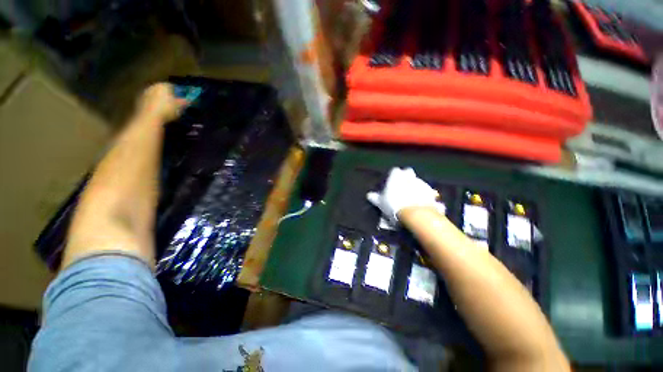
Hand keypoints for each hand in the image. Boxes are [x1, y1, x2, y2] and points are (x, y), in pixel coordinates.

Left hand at [135, 83, 188, 122]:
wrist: (149, 118)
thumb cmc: (167, 109)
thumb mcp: (181, 106)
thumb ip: (186, 101)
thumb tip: (191, 99)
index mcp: (163, 85)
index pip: (174, 86)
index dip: (179, 92)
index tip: (184, 98)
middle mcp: (153, 86)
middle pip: (163, 90)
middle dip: (169, 96)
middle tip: (176, 104)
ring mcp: (145, 93)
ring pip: (156, 96)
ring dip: (161, 101)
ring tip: (168, 109)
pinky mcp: (139, 101)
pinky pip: (150, 102)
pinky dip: (155, 105)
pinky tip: (160, 112)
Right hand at [366, 167, 438, 223]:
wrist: (415, 213)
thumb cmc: (393, 205)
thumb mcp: (380, 202)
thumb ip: (375, 197)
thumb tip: (369, 195)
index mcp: (396, 176)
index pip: (394, 171)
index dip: (393, 176)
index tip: (391, 182)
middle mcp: (409, 176)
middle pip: (408, 172)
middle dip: (406, 177)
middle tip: (403, 186)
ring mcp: (422, 183)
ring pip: (418, 181)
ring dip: (415, 186)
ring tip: (412, 197)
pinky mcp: (431, 192)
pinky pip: (427, 191)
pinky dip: (425, 195)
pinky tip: (421, 203)